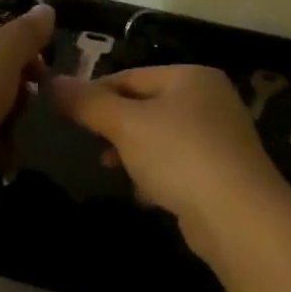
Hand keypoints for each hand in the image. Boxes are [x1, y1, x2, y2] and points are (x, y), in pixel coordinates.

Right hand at [51, 65, 290, 255]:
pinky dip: (157, 176)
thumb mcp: (125, 124)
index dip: (95, 93)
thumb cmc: (178, 155)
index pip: (130, 76)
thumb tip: (52, 82)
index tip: (67, 115)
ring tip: (112, 169)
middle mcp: (209, 100)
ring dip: (133, 154)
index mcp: (191, 77)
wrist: (238, 215)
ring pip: (160, 138)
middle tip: (91, 145)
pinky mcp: (221, 172)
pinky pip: (177, 165)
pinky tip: (145, 194)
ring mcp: (219, 138)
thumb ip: (88, 103)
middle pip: (146, 107)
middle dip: (115, 128)